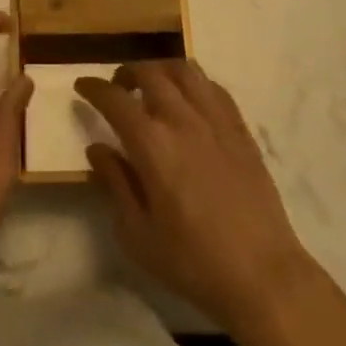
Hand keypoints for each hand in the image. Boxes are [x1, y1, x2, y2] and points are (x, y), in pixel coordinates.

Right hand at [76, 60, 314, 333]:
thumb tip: (97, 148)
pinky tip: (188, 99)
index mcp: (152, 144)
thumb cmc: (193, 262)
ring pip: (184, 71)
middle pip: (149, 73)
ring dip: (160, 69)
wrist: (263, 276)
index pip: (115, 99)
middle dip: (126, 73)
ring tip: (152, 85)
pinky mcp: (240, 129)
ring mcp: (215, 120)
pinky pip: (213, 87)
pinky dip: (193, 82)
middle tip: (117, 88)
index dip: (94, 88)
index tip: (82, 87)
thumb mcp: (138, 235)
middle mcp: (182, 120)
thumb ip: (115, 184)